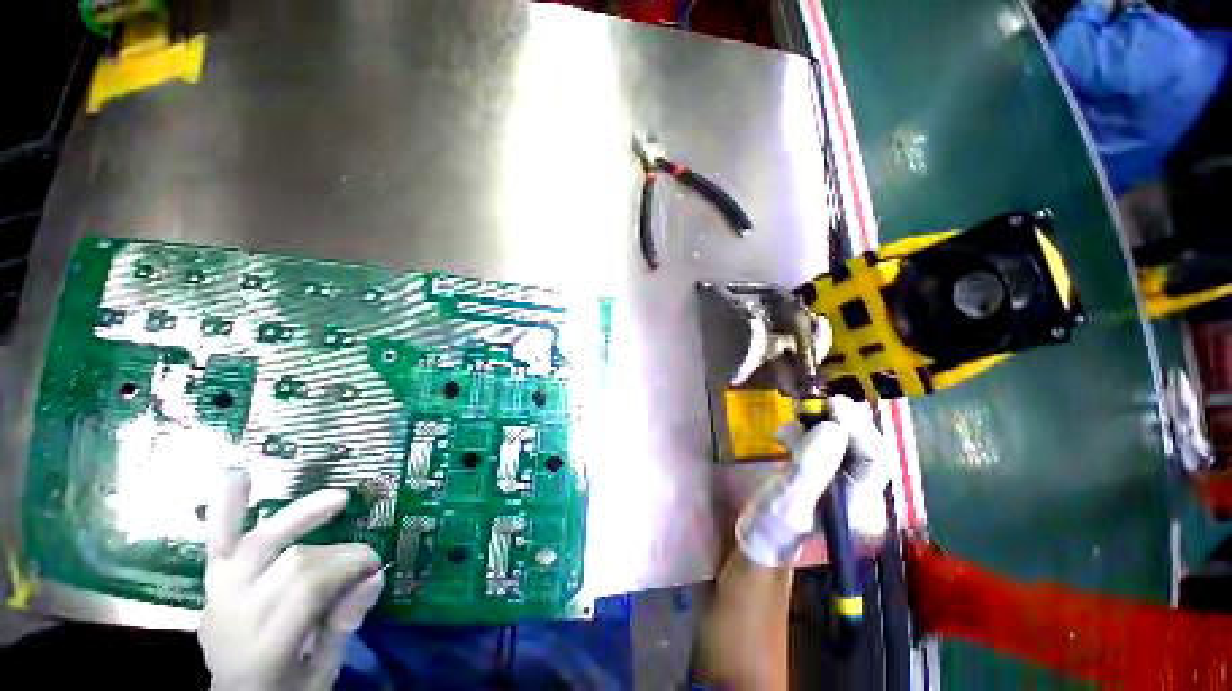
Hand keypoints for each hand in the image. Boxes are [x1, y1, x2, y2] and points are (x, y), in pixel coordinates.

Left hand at [198, 471, 384, 690]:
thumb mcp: (321, 674)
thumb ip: (343, 626)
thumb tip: (375, 575)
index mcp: (262, 648)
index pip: (307, 589)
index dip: (346, 567)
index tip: (375, 565)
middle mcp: (234, 616)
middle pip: (290, 563)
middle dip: (337, 553)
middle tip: (364, 554)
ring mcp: (219, 596)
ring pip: (257, 543)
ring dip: (299, 516)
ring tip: (336, 499)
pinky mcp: (213, 584)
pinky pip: (218, 542)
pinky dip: (227, 508)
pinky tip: (237, 474)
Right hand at [736, 395, 893, 566]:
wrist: (761, 538)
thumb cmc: (772, 527)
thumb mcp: (788, 500)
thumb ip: (810, 467)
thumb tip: (832, 427)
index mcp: (862, 506)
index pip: (875, 460)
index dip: (858, 428)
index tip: (833, 403)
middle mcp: (862, 491)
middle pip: (866, 445)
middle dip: (843, 421)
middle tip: (817, 402)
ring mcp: (844, 480)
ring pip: (846, 440)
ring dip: (820, 424)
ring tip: (791, 424)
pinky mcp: (826, 470)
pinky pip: (825, 442)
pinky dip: (806, 430)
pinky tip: (786, 436)